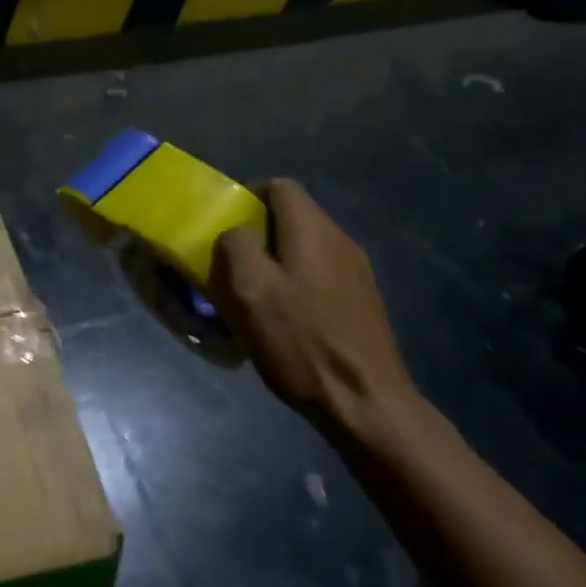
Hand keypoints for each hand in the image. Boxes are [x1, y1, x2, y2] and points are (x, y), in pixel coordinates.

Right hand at [210, 180, 418, 447]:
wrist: (364, 400)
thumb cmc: (300, 342)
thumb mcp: (250, 291)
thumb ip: (236, 247)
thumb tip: (235, 234)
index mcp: (313, 231)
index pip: (279, 186)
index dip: (246, 197)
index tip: (221, 227)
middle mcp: (340, 241)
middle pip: (292, 218)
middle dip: (256, 235)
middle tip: (229, 267)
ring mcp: (356, 272)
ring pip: (305, 249)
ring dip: (274, 263)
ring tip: (252, 297)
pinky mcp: (361, 302)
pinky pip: (319, 276)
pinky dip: (294, 285)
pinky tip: (283, 320)